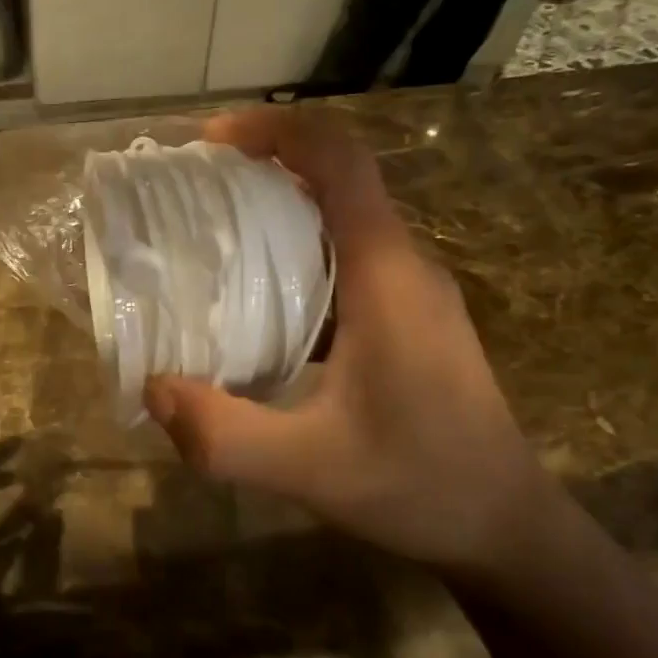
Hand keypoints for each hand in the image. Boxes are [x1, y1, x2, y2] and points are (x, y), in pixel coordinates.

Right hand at [143, 108, 553, 570]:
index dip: (275, 131)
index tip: (208, 144)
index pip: (340, 161)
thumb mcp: (308, 468)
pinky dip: (298, 261)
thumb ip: (224, 435)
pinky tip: (259, 308)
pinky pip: (350, 264)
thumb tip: (153, 389)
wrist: (504, 525)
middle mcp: (406, 268)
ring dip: (281, 216)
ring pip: (344, 223)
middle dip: (264, 170)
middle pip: (338, 182)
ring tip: (212, 244)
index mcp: (387, 276)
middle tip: (191, 196)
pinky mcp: (412, 323)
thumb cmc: (418, 485)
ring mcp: (415, 295)